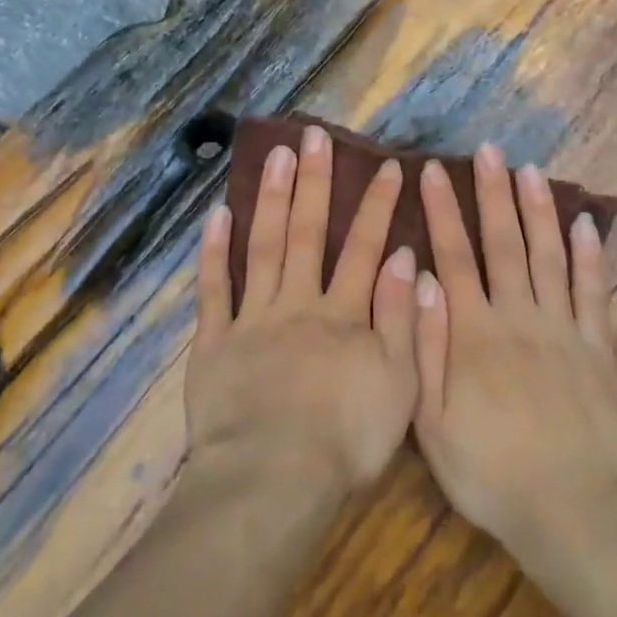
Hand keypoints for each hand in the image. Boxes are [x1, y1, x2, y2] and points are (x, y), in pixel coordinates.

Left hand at [188, 124, 418, 496]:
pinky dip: (215, 251)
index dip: (376, 205)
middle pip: (307, 233)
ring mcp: (252, 319)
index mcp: (343, 315)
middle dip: (314, 182)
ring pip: (263, 247)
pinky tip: (218, 214)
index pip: (364, 248)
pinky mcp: (215, 342)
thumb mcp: (399, 385)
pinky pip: (214, 290)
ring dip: (270, 198)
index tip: (386, 165)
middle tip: (313, 135)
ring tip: (275, 154)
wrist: (272, 480)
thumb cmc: (345, 440)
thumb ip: (400, 318)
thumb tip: (402, 256)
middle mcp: (298, 303)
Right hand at [412, 145, 616, 558]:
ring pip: (549, 256)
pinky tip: (585, 223)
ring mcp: (563, 330)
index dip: (442, 210)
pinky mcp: (599, 349)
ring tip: (531, 171)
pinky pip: (595, 293)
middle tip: (488, 151)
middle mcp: (518, 316)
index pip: (454, 255)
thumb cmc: (487, 470)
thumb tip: (419, 277)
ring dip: (538, 210)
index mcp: (473, 331)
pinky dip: (591, 256)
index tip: (431, 170)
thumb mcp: (431, 419)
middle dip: (492, 193)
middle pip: (504, 243)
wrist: (567, 513)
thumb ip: (423, 344)